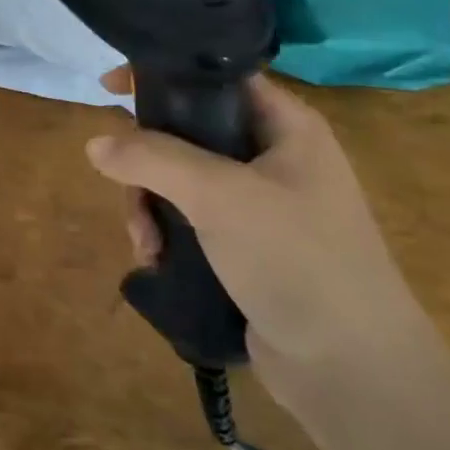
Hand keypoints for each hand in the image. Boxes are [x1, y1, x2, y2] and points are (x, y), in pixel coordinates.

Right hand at [86, 67, 434, 413]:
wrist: (355, 374)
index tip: (111, 88)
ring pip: (180, 179)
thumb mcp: (219, 196)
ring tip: (146, 241)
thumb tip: (95, 144)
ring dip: (149, 204)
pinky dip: (164, 232)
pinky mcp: (246, 247)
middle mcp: (274, 158)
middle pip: (187, 131)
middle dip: (147, 160)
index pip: (216, 77)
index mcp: (286, 127)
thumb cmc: (297, 261)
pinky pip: (188, 219)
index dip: (164, 75)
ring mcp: (261, 205)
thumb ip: (152, 158)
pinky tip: (157, 259)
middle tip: (125, 183)